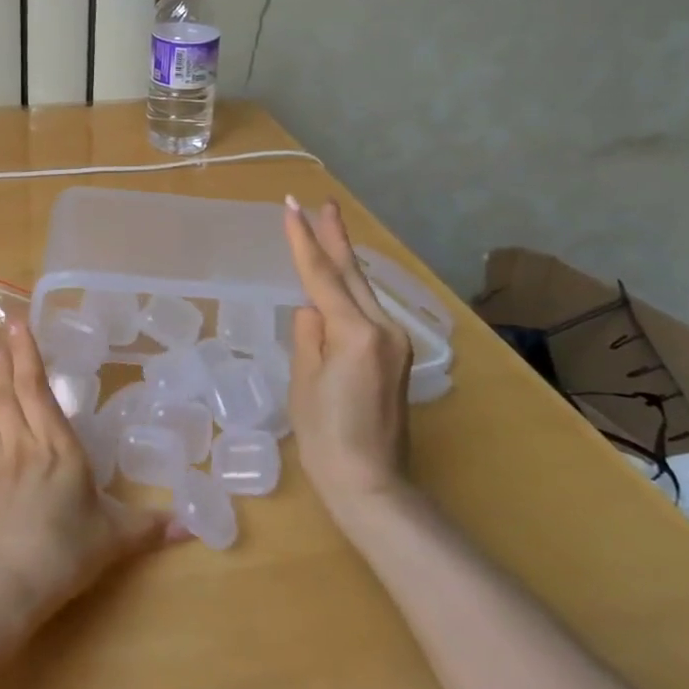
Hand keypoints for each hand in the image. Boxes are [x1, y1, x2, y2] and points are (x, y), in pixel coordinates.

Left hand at [0, 321, 172, 632]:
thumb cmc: (62, 555)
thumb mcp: (112, 541)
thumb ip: (149, 528)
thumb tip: (191, 526)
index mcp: (59, 449)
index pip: (39, 390)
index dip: (28, 355)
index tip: (19, 325)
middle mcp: (25, 446)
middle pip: (13, 392)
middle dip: (9, 360)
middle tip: (5, 335)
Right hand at [281, 195, 412, 508]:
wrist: (372, 485)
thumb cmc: (327, 439)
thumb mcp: (304, 382)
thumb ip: (308, 335)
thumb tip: (312, 308)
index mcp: (356, 333)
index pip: (323, 276)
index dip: (304, 240)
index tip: (292, 207)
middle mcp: (383, 330)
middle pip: (352, 274)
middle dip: (335, 237)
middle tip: (322, 203)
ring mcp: (395, 343)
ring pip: (362, 290)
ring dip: (343, 260)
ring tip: (328, 228)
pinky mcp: (396, 356)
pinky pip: (367, 311)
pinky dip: (350, 290)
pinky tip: (339, 280)